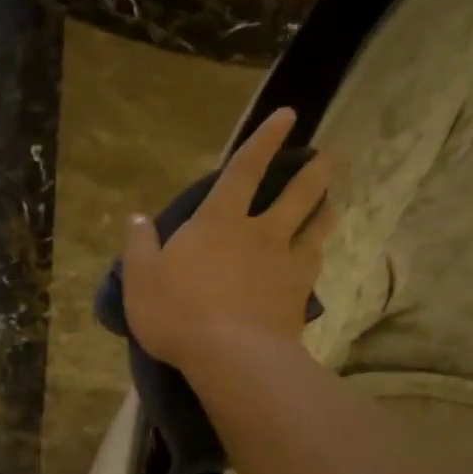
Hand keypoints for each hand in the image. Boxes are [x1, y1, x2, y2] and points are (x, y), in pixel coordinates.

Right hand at [121, 106, 332, 373]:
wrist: (231, 358)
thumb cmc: (178, 313)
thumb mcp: (140, 279)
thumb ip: (139, 247)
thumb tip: (136, 219)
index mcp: (219, 222)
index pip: (245, 170)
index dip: (266, 140)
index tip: (289, 116)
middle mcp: (260, 234)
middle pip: (297, 194)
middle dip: (316, 171)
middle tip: (335, 154)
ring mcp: (285, 265)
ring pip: (315, 228)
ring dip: (326, 210)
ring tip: (333, 201)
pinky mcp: (299, 297)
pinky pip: (314, 267)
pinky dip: (318, 255)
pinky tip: (320, 256)